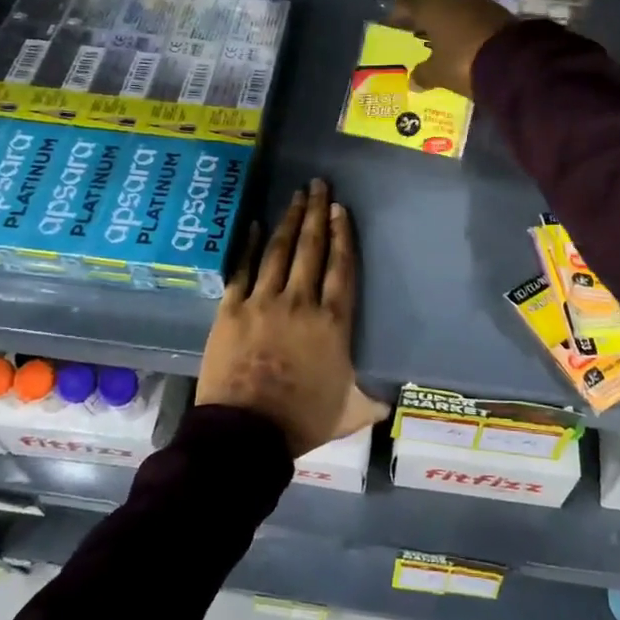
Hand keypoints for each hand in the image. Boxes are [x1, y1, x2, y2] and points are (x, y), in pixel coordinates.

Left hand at [196, 178, 386, 457]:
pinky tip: (253, 225)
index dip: (342, 236)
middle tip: (318, 185)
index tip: (340, 209)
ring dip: (288, 221)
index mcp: (332, 323)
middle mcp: (300, 302)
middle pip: (311, 249)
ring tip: (295, 197)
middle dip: (316, 214)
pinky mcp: (230, 310)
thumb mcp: (347, 413)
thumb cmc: (301, 422)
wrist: (245, 434)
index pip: (341, 269)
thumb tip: (389, 399)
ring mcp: (262, 302)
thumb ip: (368, 400)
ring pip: (278, 251)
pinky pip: (241, 270)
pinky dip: (247, 246)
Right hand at [385, 0, 517, 98]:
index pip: (405, 0)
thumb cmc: (463, 62)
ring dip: (446, 21)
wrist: (515, 61)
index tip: (394, 28)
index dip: (397, 13)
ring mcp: (478, 1)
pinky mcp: (497, 11)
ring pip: (453, 7)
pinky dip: (465, 26)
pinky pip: (473, 16)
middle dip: (422, 17)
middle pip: (430, 1)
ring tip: (440, 42)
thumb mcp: (438, 73)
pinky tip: (464, 43)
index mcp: (431, 6)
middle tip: (416, 35)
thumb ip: (423, 74)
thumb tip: (413, 80)